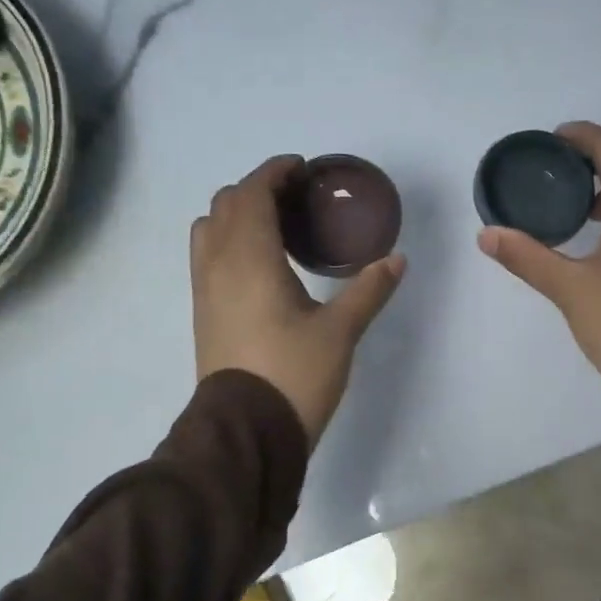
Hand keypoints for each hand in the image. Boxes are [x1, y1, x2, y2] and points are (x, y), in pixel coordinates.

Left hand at [193, 155, 405, 445]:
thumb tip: (396, 258)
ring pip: (209, 229)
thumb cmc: (293, 374)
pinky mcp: (204, 313)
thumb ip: (368, 290)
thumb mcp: (340, 332)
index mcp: (249, 259)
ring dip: (238, 214)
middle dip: (258, 189)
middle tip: (296, 198)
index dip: (274, 172)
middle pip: (226, 204)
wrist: (246, 431)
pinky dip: (229, 240)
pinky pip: (207, 256)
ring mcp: (204, 290)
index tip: (301, 169)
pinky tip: (261, 264)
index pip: (252, 193)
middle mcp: (218, 265)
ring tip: (275, 227)